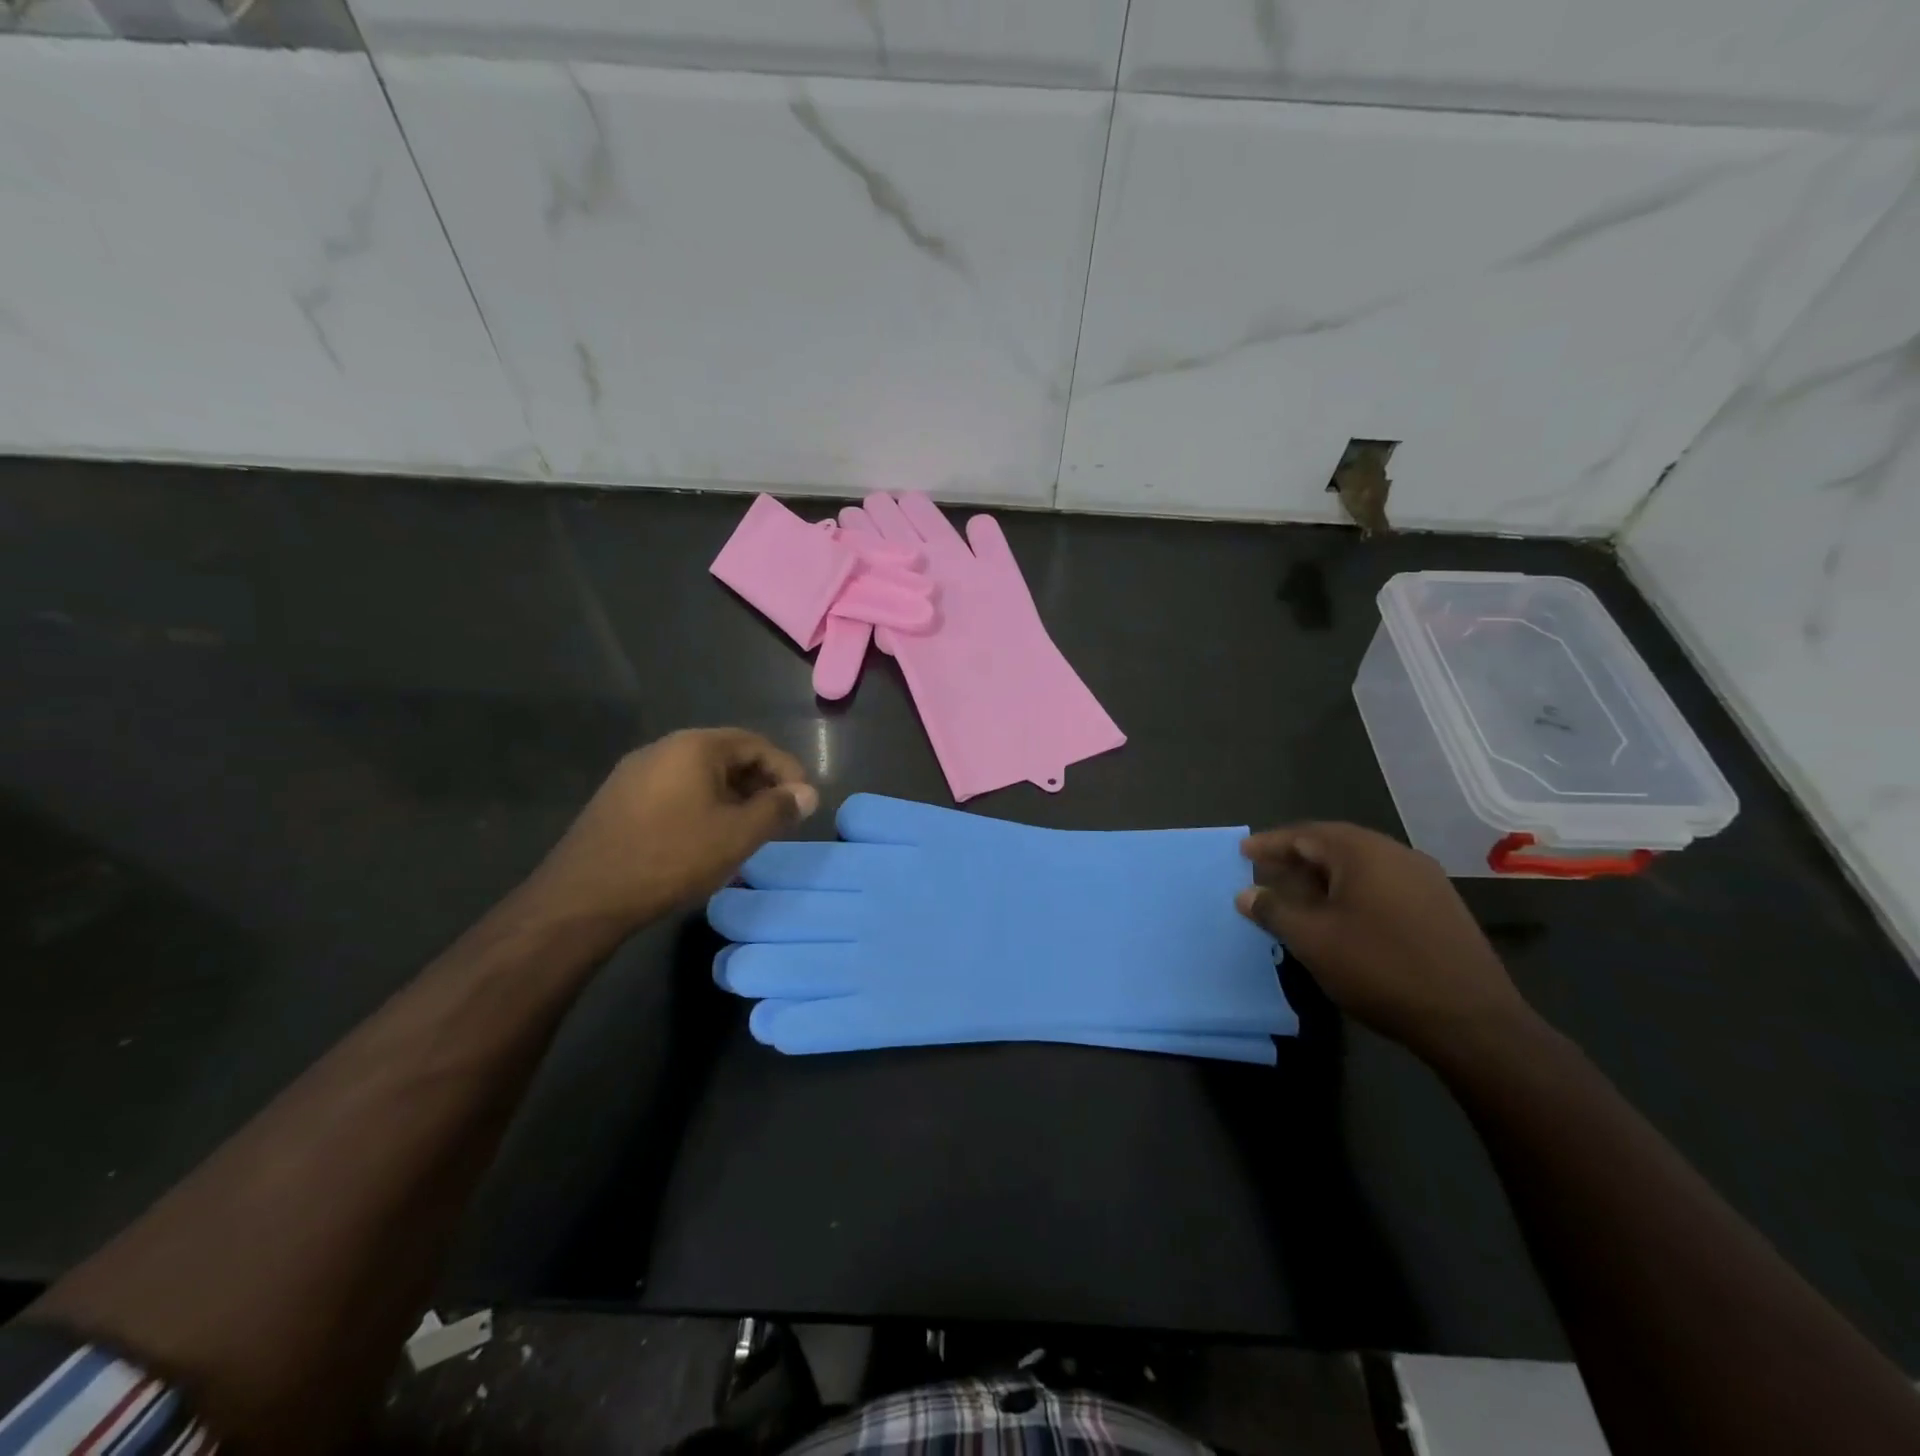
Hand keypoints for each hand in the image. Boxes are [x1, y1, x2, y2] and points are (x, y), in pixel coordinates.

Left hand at [520, 728, 816, 932]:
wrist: (584, 896)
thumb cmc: (671, 857)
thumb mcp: (737, 835)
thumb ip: (778, 809)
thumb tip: (807, 793)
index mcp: (694, 746)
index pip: (756, 744)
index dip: (787, 770)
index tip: (803, 802)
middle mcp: (663, 748)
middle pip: (727, 755)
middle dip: (760, 784)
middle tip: (779, 817)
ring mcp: (635, 772)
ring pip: (699, 775)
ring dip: (732, 797)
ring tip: (747, 830)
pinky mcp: (618, 799)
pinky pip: (675, 790)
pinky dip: (702, 805)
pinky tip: (705, 837)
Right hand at [1235, 822, 1532, 1060]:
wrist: (1471, 1021)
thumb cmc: (1380, 968)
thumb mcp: (1312, 940)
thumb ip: (1274, 910)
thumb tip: (1246, 893)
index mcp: (1363, 852)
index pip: (1304, 834)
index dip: (1270, 844)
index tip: (1242, 852)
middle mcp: (1396, 854)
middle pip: (1334, 845)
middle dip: (1296, 859)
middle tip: (1265, 874)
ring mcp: (1424, 879)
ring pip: (1359, 866)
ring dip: (1323, 877)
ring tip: (1296, 898)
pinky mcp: (1440, 907)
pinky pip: (1382, 885)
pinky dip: (1350, 892)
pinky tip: (1339, 917)